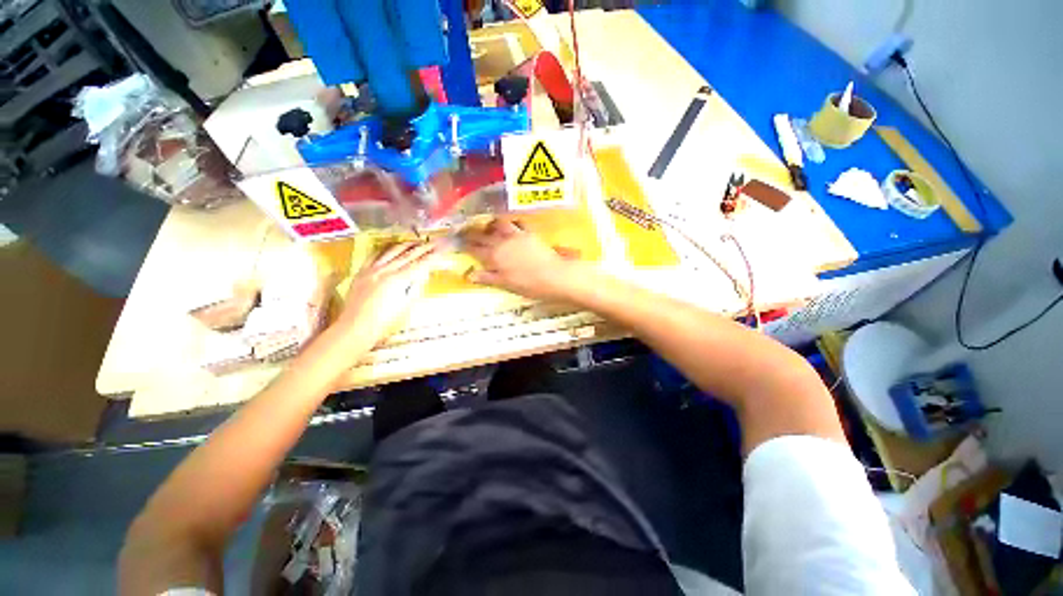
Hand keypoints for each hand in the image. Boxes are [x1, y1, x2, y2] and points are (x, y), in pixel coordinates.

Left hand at [333, 241, 439, 347]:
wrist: (356, 326)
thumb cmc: (386, 321)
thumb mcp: (406, 305)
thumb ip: (415, 286)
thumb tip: (422, 273)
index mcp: (399, 280)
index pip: (421, 264)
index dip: (433, 256)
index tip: (442, 249)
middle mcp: (386, 270)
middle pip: (408, 255)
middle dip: (423, 247)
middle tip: (434, 242)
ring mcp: (372, 269)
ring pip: (392, 251)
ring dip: (407, 245)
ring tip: (416, 242)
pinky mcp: (362, 271)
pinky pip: (374, 255)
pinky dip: (386, 249)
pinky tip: (392, 247)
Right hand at [462, 219, 584, 300]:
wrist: (553, 275)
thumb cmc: (529, 284)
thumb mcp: (505, 284)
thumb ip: (487, 277)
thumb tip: (469, 275)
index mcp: (494, 256)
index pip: (474, 248)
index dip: (464, 244)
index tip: (456, 240)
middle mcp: (502, 242)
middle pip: (483, 234)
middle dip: (472, 232)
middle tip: (465, 230)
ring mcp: (516, 236)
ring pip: (499, 224)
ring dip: (491, 224)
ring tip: (488, 225)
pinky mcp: (529, 233)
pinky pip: (517, 223)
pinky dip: (511, 222)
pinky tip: (511, 224)